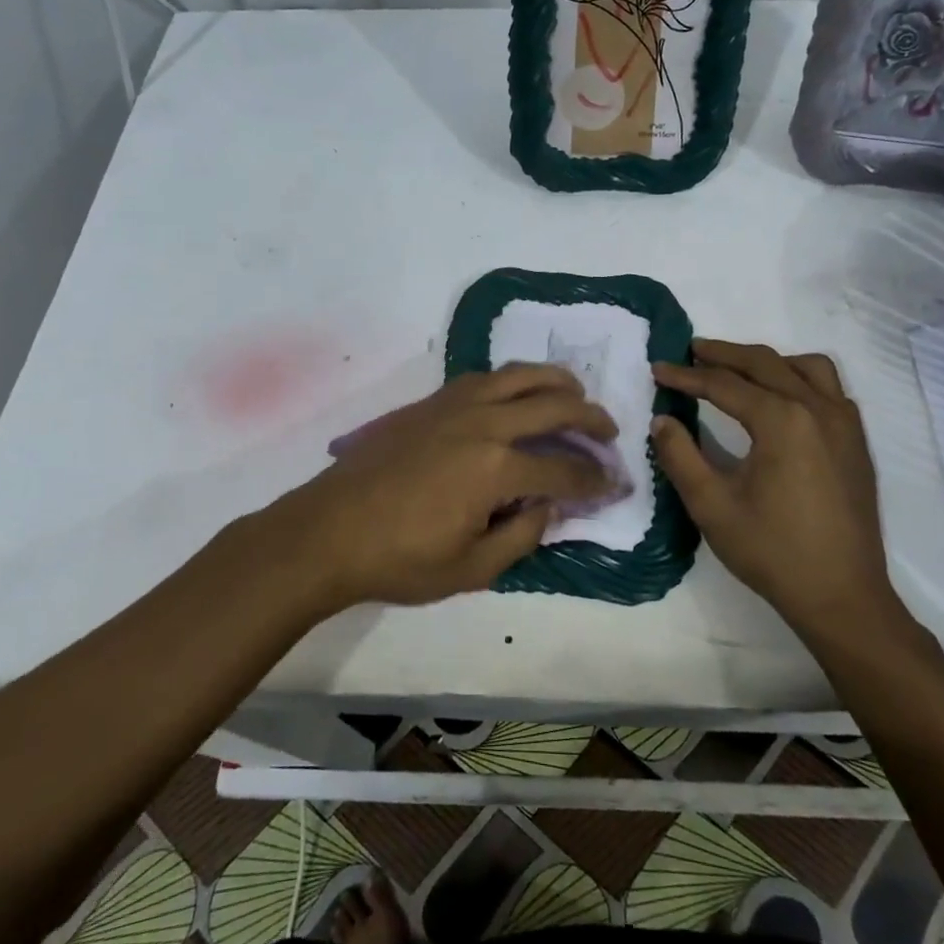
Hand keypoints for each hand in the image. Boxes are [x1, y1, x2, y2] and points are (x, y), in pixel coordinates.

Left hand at [255, 364, 615, 609]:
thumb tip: (551, 507)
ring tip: (575, 394)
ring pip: (520, 375)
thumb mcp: (471, 569)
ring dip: (556, 381)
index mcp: (496, 468)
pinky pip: (486, 377)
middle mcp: (483, 423)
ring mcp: (455, 405)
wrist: (329, 530)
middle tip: (609, 432)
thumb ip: (522, 535)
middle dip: (590, 418)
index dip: (595, 481)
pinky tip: (519, 395)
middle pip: (553, 405)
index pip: (564, 471)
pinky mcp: (431, 401)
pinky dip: (515, 379)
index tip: (614, 485)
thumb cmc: (400, 559)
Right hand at [651, 340, 903, 644]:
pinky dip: (800, 379)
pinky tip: (783, 400)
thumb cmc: (773, 551)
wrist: (843, 596)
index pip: (724, 385)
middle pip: (765, 363)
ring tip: (739, 370)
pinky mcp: (856, 442)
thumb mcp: (712, 506)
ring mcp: (845, 423)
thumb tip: (662, 420)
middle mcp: (817, 409)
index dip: (686, 376)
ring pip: (806, 367)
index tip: (657, 369)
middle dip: (724, 354)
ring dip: (768, 361)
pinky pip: (830, 389)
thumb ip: (680, 456)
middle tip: (691, 351)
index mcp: (782, 421)